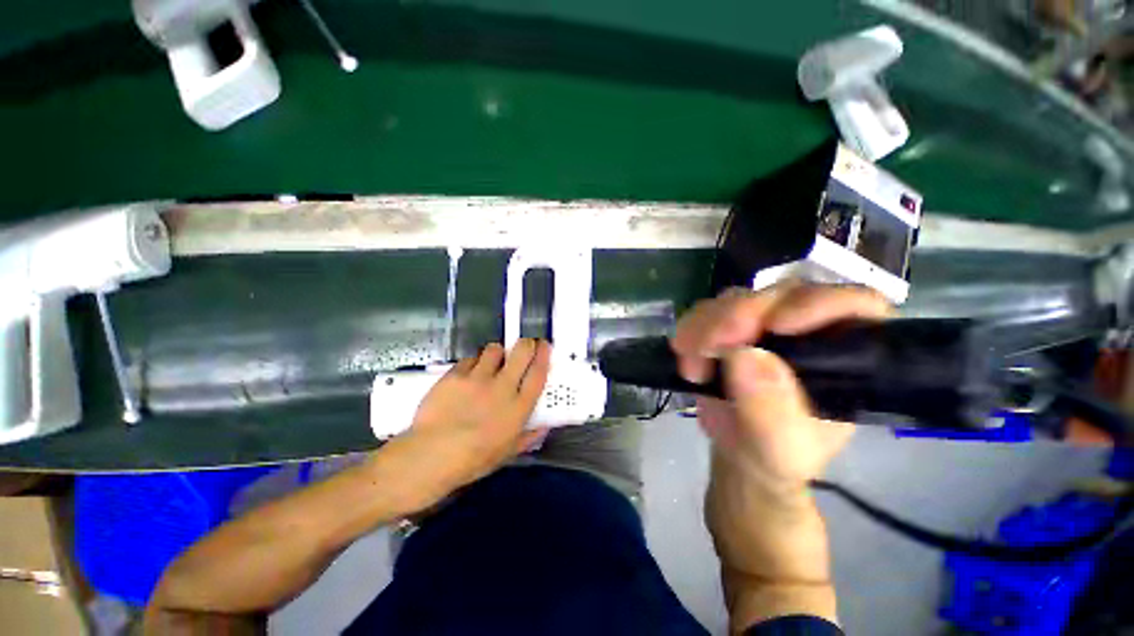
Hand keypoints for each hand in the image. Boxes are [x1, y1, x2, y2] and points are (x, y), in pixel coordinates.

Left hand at [384, 339, 550, 506]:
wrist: (430, 457)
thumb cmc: (473, 460)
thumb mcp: (506, 453)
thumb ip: (528, 437)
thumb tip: (545, 427)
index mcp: (518, 407)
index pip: (538, 373)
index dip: (544, 355)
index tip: (545, 345)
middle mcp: (502, 387)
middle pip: (521, 352)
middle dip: (526, 344)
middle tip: (525, 346)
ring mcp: (478, 378)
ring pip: (495, 349)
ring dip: (497, 353)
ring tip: (492, 362)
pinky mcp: (455, 375)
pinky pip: (470, 359)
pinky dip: (473, 363)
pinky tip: (468, 375)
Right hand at [671, 284, 890, 492]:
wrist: (738, 449)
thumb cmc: (776, 453)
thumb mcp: (780, 447)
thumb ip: (770, 410)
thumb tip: (743, 355)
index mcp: (847, 354)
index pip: (853, 305)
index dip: (818, 304)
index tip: (774, 326)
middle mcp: (806, 328)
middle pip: (781, 294)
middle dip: (741, 315)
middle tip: (711, 346)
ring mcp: (762, 322)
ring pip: (736, 298)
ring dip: (707, 325)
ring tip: (693, 365)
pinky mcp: (726, 324)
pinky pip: (704, 311)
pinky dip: (689, 329)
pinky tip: (684, 356)